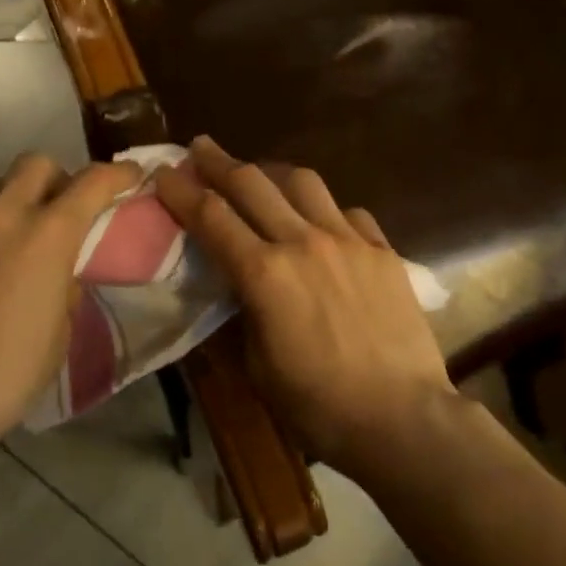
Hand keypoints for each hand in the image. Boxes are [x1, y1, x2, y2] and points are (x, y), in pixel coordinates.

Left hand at [0, 153, 140, 448]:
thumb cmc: (7, 375)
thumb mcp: (59, 333)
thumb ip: (64, 286)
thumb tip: (56, 273)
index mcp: (47, 234)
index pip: (93, 182)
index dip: (117, 175)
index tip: (130, 176)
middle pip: (35, 164)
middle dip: (55, 180)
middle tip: (58, 212)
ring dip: (9, 206)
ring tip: (7, 245)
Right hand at [153, 136, 453, 471]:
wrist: (402, 417)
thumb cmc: (319, 405)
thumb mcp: (258, 367)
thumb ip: (244, 313)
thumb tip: (239, 286)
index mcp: (264, 274)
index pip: (211, 217)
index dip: (182, 190)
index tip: (163, 171)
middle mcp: (303, 242)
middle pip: (252, 184)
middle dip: (219, 162)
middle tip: (201, 148)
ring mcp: (348, 240)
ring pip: (304, 183)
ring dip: (273, 173)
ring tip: (262, 176)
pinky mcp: (382, 250)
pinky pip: (349, 212)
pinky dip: (326, 210)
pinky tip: (324, 223)